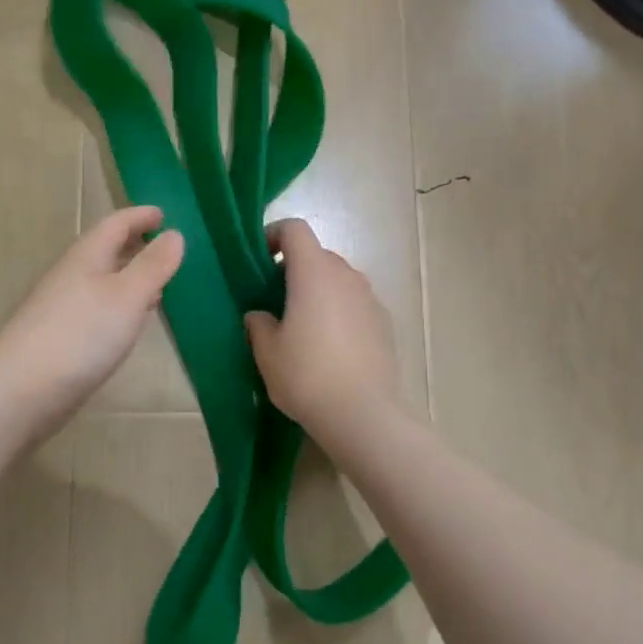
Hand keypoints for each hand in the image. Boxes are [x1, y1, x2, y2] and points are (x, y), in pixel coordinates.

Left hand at [0, 206, 184, 436]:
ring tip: (156, 284)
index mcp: (87, 257)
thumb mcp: (127, 295)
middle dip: (135, 245)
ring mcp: (61, 306)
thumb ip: (153, 265)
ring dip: (128, 276)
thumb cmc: (81, 335)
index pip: (116, 224)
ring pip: (101, 280)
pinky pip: (95, 306)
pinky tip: (127, 322)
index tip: (163, 214)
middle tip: (164, 247)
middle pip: (105, 250)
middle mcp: (71, 275)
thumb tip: (175, 234)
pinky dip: (118, 304)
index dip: (140, 217)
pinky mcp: (59, 336)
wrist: (21, 390)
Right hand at [245, 219, 408, 439]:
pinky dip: (339, 311)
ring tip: (303, 327)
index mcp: (313, 272)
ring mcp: (369, 297)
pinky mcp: (384, 321)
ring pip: (337, 280)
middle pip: (316, 254)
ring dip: (318, 291)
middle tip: (275, 301)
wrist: (364, 414)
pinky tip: (330, 347)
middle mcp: (345, 275)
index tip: (259, 260)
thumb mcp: (267, 352)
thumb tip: (260, 314)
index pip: (295, 229)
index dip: (273, 235)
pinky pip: (354, 303)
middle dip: (293, 269)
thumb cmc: (307, 375)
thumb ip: (258, 323)